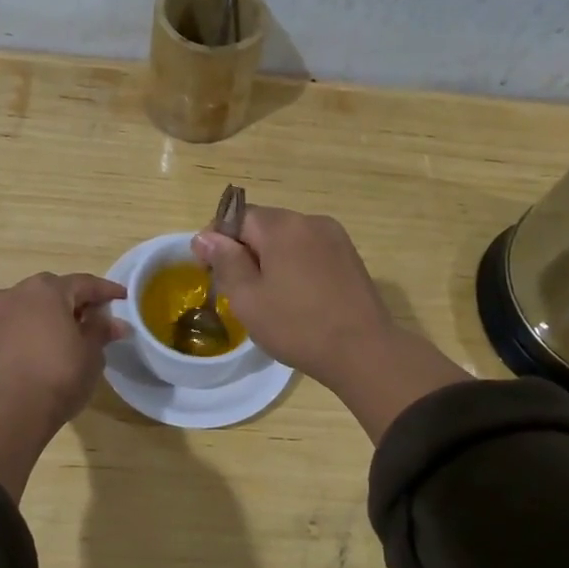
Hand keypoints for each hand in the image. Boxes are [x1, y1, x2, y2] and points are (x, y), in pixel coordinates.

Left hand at [0, 273, 127, 431]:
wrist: (8, 412)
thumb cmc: (58, 375)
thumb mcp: (91, 353)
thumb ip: (101, 331)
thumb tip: (115, 323)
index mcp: (47, 289)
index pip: (84, 283)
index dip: (107, 291)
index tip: (123, 298)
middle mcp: (18, 293)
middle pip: (55, 291)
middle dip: (77, 302)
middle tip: (97, 317)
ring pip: (32, 307)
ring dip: (53, 315)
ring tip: (71, 334)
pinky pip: (18, 324)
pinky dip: (35, 329)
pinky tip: (47, 347)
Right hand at [192, 207, 394, 387]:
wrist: (363, 351)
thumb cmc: (297, 326)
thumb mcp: (248, 298)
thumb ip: (225, 261)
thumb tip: (205, 236)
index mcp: (282, 226)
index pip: (237, 216)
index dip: (218, 240)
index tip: (211, 272)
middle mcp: (310, 221)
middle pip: (264, 225)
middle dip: (246, 250)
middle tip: (239, 290)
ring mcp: (335, 237)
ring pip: (288, 239)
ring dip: (272, 259)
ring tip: (270, 297)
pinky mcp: (350, 256)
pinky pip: (310, 251)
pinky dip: (296, 266)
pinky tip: (298, 297)